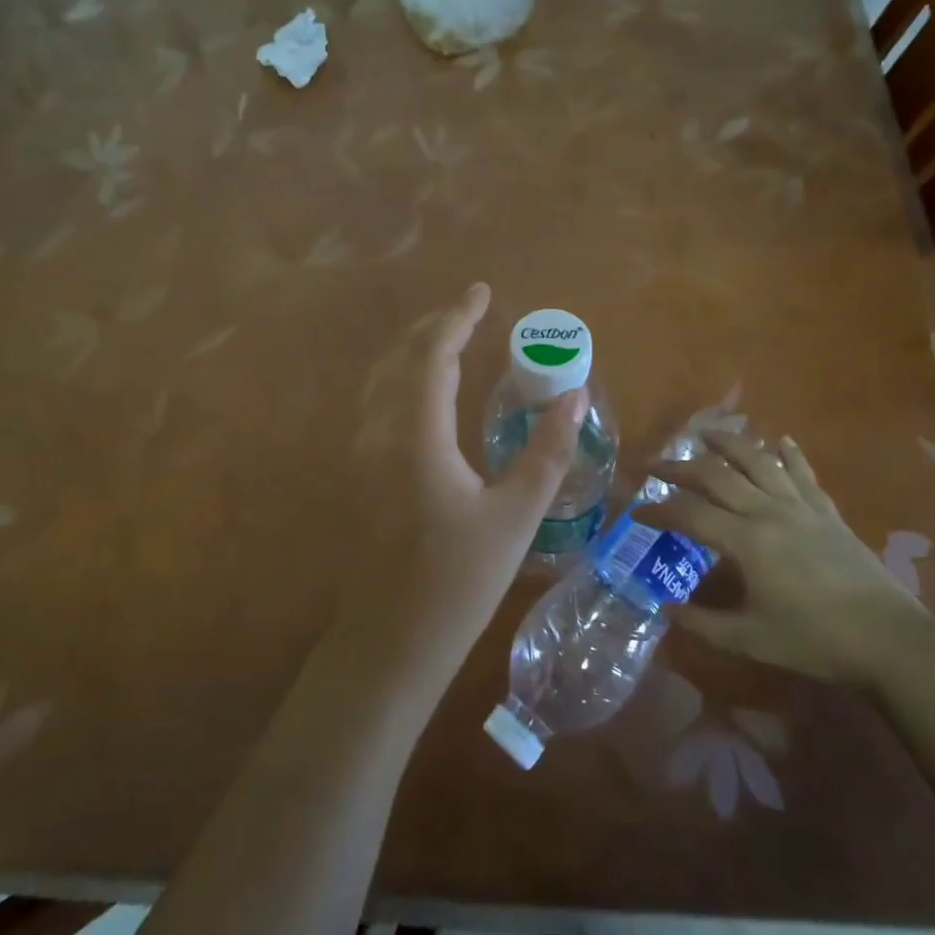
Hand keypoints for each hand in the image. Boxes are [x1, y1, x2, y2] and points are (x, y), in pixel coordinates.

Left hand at [336, 282, 585, 688]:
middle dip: (434, 328)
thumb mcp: (515, 517)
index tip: (482, 292)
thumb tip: (574, 397)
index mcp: (415, 436)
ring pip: (381, 381)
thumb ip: (547, 453)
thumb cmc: (457, 582)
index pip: (432, 355)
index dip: (456, 318)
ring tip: (450, 341)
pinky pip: (377, 406)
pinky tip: (425, 396)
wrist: (390, 642)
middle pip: (400, 359)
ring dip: (414, 352)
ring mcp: (362, 456)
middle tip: (470, 312)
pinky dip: (402, 381)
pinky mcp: (360, 477)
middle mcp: (379, 434)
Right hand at [633, 430, 923, 683]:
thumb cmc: (815, 640)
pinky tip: (780, 440)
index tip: (635, 510)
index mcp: (746, 541)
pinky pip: (803, 474)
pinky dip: (789, 454)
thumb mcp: (751, 639)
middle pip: (717, 476)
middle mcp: (768, 512)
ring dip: (729, 443)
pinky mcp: (827, 513)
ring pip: (759, 461)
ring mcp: (801, 507)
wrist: (889, 639)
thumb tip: (667, 608)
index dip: (659, 510)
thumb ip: (703, 622)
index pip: (690, 515)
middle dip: (680, 467)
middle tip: (655, 464)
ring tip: (706, 433)